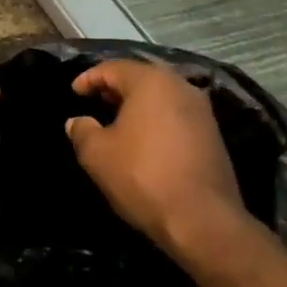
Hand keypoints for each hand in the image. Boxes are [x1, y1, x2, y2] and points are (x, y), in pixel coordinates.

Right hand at [65, 60, 247, 264]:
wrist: (201, 219)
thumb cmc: (142, 176)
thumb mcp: (97, 154)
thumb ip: (82, 131)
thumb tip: (77, 122)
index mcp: (152, 82)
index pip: (114, 68)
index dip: (89, 78)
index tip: (74, 92)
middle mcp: (181, 87)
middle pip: (141, 78)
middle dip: (115, 88)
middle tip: (94, 101)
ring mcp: (202, 111)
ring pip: (162, 97)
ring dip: (137, 104)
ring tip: (116, 121)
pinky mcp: (213, 135)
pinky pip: (176, 116)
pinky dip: (155, 120)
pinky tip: (142, 139)